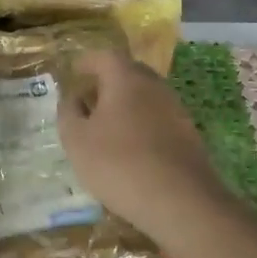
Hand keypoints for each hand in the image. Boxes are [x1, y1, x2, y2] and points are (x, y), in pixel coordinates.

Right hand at [57, 50, 227, 243]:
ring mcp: (176, 109)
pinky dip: (141, 124)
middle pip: (128, 73)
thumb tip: (71, 97)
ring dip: (125, 104)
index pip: (104, 56)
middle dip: (106, 82)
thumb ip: (68, 113)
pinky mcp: (188, 134)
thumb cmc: (119, 164)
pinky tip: (131, 148)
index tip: (74, 72)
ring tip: (106, 127)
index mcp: (126, 78)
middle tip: (88, 99)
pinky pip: (158, 118)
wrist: (180, 201)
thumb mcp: (77, 140)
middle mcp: (155, 85)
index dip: (86, 62)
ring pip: (145, 96)